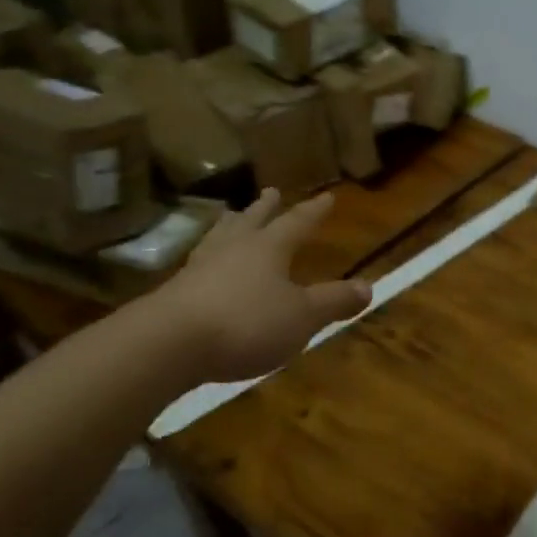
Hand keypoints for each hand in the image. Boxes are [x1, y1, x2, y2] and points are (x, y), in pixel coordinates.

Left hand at [152, 188, 371, 380]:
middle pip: (252, 221)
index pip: (297, 223)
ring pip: (220, 237)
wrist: (167, 345)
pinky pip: (199, 264)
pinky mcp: (174, 293)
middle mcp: (234, 249)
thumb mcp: (302, 316)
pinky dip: (209, 257)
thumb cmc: (246, 323)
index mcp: (268, 248)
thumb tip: (369, 287)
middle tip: (271, 192)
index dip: (313, 211)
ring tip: (231, 216)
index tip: (327, 196)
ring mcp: (200, 268)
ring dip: (231, 225)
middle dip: (265, 208)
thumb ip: (333, 301)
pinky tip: (203, 266)